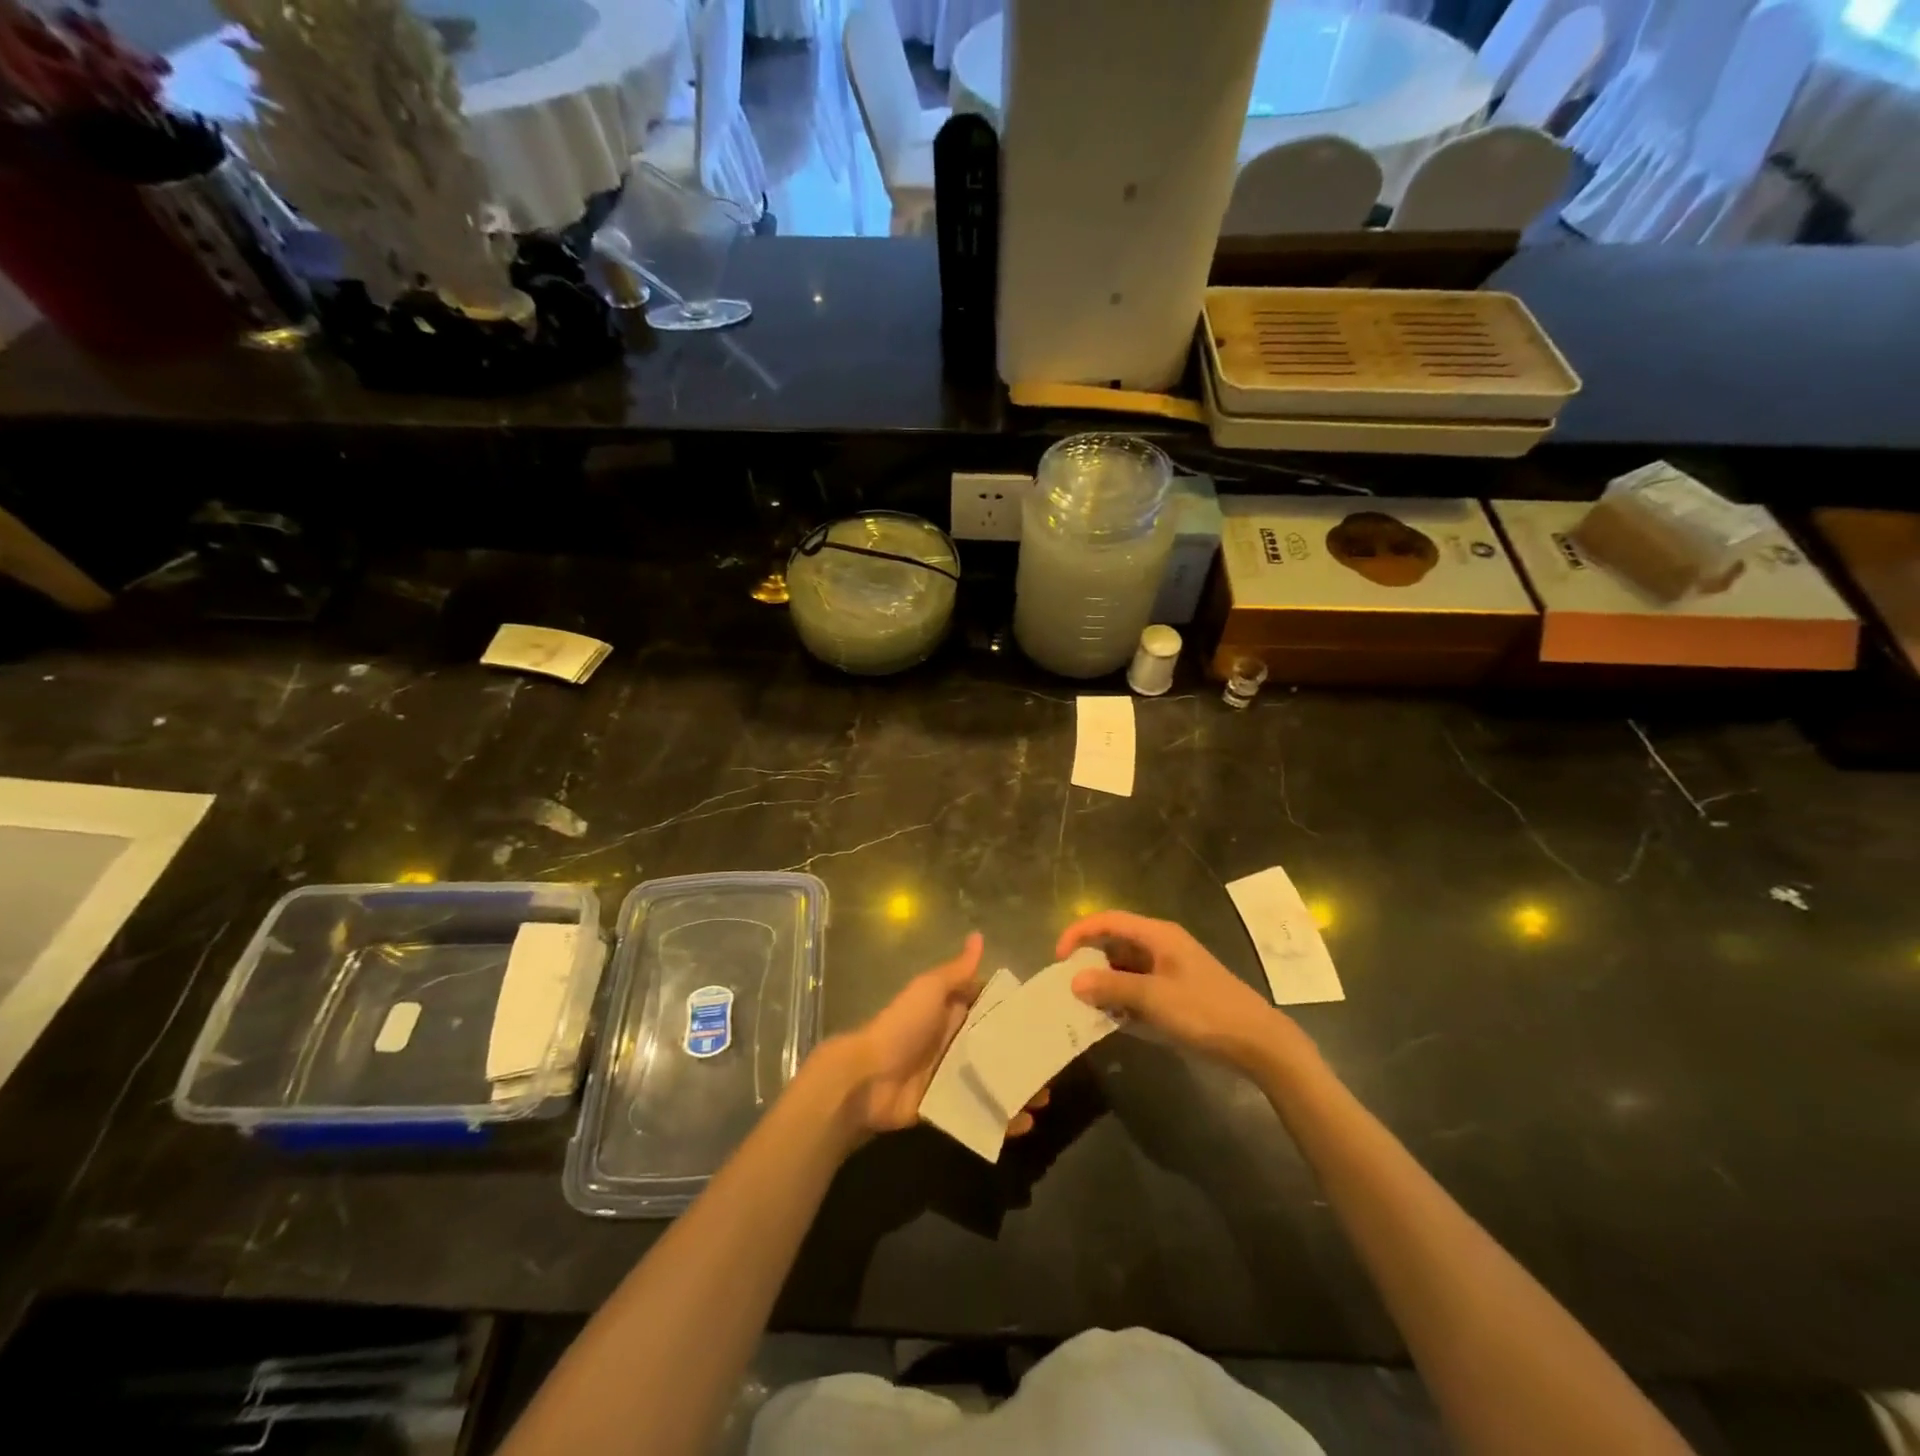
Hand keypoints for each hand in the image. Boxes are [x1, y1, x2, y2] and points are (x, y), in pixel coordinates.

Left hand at [820, 933, 1048, 1139]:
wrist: (867, 1078)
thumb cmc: (902, 1026)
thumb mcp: (930, 990)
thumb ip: (957, 971)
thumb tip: (978, 936)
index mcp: (953, 1012)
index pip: (991, 1009)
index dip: (1017, 1012)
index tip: (1049, 1016)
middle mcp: (956, 1042)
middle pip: (997, 1047)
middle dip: (1024, 1054)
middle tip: (1057, 1063)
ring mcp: (952, 1076)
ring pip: (993, 1080)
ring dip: (1018, 1088)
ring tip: (1045, 1097)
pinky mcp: (948, 1106)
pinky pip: (980, 1112)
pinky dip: (1001, 1119)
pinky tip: (1025, 1124)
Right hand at [1058, 911, 1306, 1072]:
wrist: (1257, 1043)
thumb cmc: (1205, 1012)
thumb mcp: (1154, 999)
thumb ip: (1112, 987)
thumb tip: (1074, 981)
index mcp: (1158, 935)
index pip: (1108, 920)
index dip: (1079, 933)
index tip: (1059, 958)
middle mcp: (1161, 945)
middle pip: (1115, 942)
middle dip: (1089, 961)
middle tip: (1067, 985)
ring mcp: (1169, 969)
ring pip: (1125, 967)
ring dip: (1104, 983)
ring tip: (1083, 1004)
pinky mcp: (1175, 992)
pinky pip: (1138, 987)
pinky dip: (1121, 998)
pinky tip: (1111, 1019)